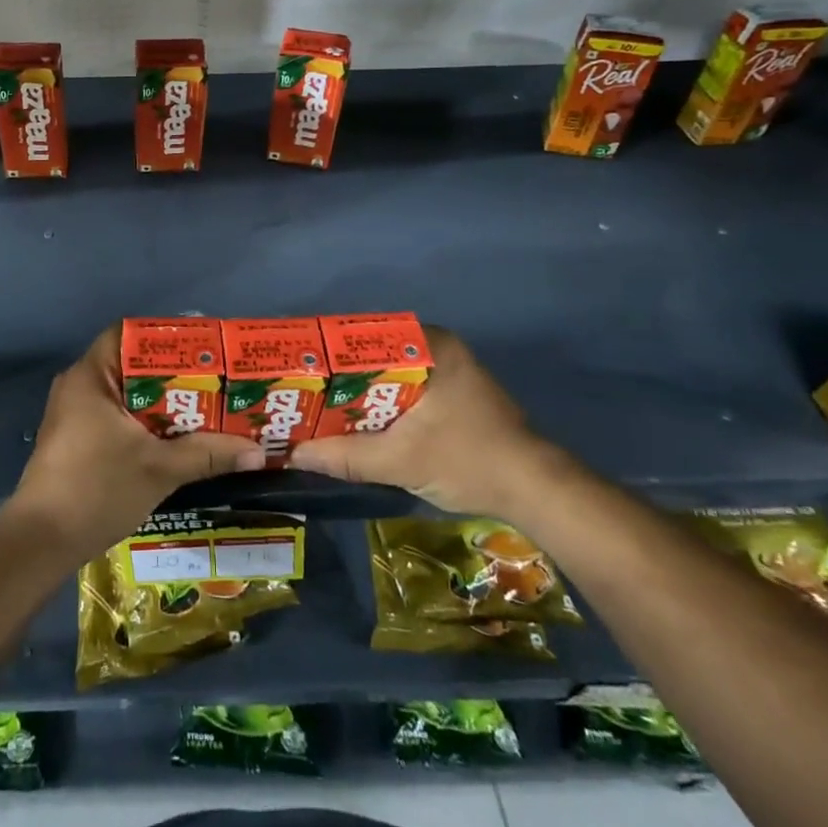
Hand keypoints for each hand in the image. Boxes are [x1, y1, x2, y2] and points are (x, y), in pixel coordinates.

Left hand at [6, 327, 263, 563]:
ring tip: (206, 408)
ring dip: (163, 403)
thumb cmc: (96, 489)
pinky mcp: (76, 440)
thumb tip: (257, 451)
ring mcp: (74, 415)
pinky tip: (177, 439)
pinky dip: (146, 423)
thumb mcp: (158, 469)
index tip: (202, 350)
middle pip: (132, 365)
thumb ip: (207, 454)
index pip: (128, 334)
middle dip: (174, 374)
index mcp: (91, 376)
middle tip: (215, 382)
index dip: (166, 337)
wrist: (41, 542)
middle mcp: (79, 386)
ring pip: (127, 395)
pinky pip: (118, 417)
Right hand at [289, 327, 564, 519]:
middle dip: (338, 375)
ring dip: (357, 392)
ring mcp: (447, 369)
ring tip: (317, 405)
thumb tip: (292, 454)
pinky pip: (402, 388)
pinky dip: (379, 403)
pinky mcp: (451, 392)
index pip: (363, 335)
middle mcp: (437, 346)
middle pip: (372, 355)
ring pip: (386, 374)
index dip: (326, 352)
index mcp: (429, 345)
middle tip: (300, 390)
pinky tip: (355, 421)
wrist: (535, 491)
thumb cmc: (469, 461)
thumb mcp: (401, 461)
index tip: (296, 368)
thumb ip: (345, 456)